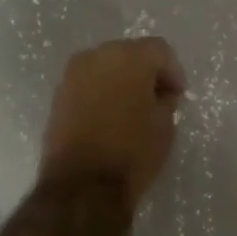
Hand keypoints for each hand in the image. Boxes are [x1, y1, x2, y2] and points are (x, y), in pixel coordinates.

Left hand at [39, 38, 186, 209]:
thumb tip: (160, 94)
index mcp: (129, 57)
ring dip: (121, 82)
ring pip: (105, 67)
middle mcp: (97, 56)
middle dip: (145, 72)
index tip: (178, 95)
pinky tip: (111, 117)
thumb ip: (166, 101)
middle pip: (129, 53)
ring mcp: (72, 74)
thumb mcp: (165, 126)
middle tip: (157, 99)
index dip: (173, 71)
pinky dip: (102, 93)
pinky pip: (88, 84)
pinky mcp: (58, 95)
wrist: (83, 185)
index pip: (159, 50)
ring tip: (133, 109)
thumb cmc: (132, 152)